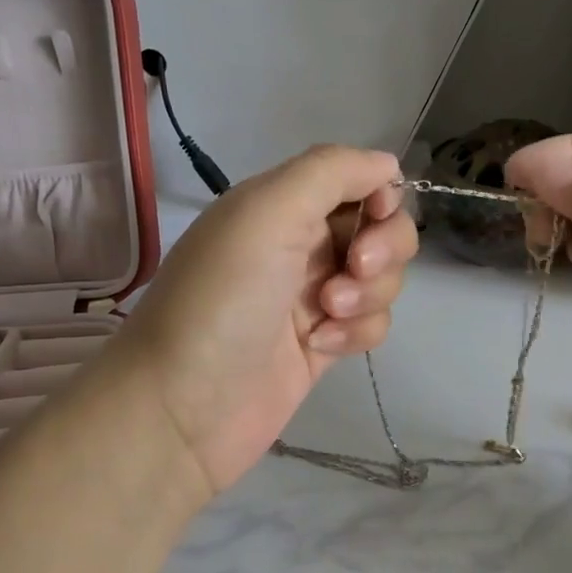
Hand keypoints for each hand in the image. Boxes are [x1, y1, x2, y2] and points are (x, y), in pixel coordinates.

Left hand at [103, 145, 417, 494]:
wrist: (183, 407)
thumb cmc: (223, 298)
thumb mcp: (267, 211)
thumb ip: (331, 171)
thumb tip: (388, 165)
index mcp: (282, 202)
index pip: (359, 178)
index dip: (380, 193)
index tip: (374, 216)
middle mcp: (302, 242)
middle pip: (381, 227)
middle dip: (382, 247)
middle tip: (353, 268)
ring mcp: (314, 295)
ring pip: (383, 278)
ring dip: (368, 294)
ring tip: (325, 316)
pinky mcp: (324, 343)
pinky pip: (372, 323)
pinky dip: (357, 332)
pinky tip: (321, 348)